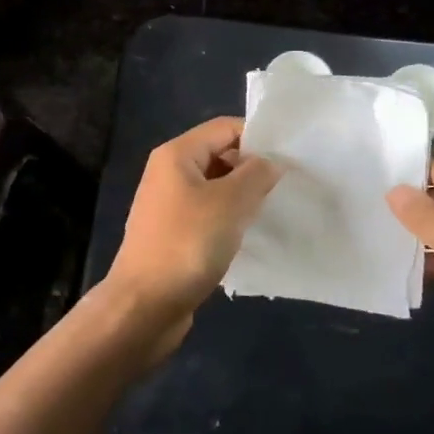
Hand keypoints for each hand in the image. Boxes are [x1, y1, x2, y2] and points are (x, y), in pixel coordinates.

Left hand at [103, 117, 282, 351]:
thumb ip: (256, 175)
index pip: (224, 128)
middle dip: (251, 169)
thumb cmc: (187, 244)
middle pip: (219, 155)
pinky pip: (207, 214)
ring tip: (273, 211)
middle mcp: (168, 172)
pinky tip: (248, 236)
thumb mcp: (230, 203)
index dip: (257, 138)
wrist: (144, 306)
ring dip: (242, 197)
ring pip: (215, 187)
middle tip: (285, 188)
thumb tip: (269, 162)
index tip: (289, 160)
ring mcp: (168, 204)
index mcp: (177, 154)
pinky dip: (228, 220)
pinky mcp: (172, 233)